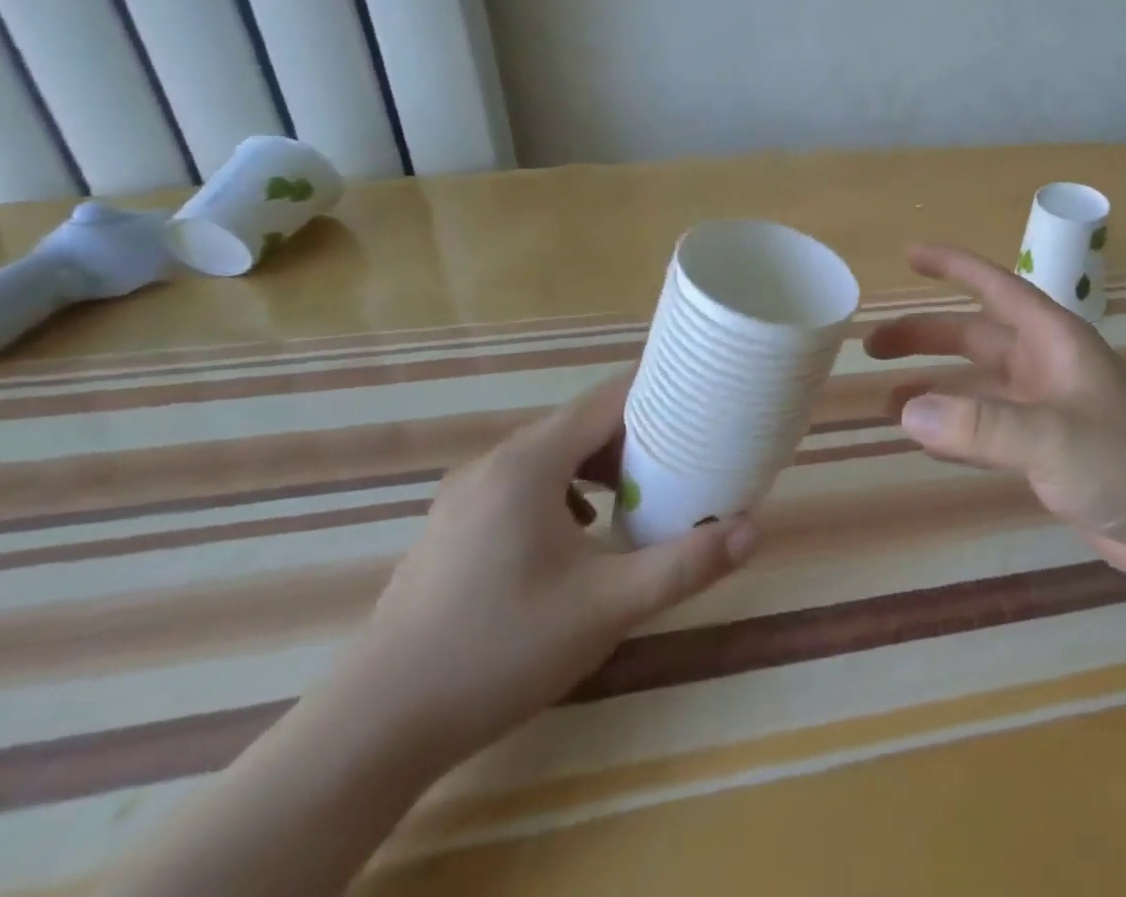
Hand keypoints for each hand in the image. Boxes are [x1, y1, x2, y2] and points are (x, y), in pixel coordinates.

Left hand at [332, 371, 758, 766]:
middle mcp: (495, 463)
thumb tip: (754, 530)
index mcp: (529, 462)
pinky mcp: (454, 527)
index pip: (610, 398)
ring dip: (603, 466)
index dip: (662, 394)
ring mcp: (466, 495)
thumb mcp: (607, 607)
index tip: (705, 404)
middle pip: (584, 424)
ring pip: (554, 455)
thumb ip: (684, 563)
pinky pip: (526, 485)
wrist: (372, 732)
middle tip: (686, 460)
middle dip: (639, 436)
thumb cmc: (499, 650)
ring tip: (641, 496)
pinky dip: (567, 491)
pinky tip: (582, 535)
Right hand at [865, 244, 1125, 586]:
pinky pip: (987, 427)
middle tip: (871, 346)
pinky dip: (955, 428)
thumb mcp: (1051, 437)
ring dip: (935, 386)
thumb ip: (979, 425)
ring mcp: (1045, 407)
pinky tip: (925, 439)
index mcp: (1052, 339)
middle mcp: (1045, 364)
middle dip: (925, 336)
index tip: (909, 256)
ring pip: (977, 384)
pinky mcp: (1046, 449)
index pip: (994, 287)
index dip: (953, 266)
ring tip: (886, 399)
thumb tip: (905, 411)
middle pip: (975, 336)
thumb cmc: (1125, 461)